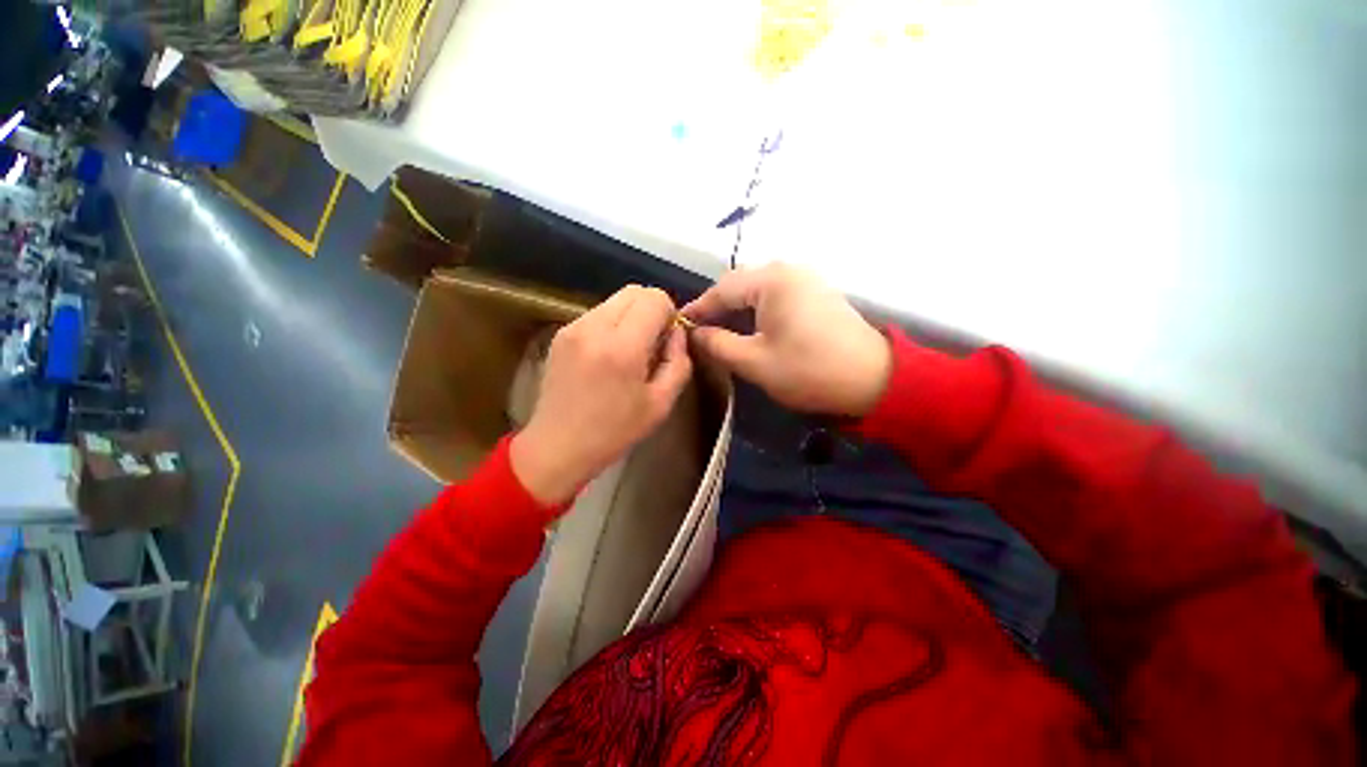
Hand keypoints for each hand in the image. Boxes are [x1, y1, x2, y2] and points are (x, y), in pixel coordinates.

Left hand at [511, 286, 692, 505]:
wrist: (558, 446)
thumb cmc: (614, 431)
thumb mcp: (661, 404)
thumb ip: (678, 362)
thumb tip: (676, 333)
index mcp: (622, 347)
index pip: (654, 298)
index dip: (669, 314)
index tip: (667, 340)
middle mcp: (594, 327)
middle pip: (634, 291)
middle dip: (651, 310)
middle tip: (652, 343)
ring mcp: (573, 327)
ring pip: (614, 301)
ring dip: (631, 317)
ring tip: (629, 352)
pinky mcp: (561, 334)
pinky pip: (597, 314)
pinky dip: (612, 325)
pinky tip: (608, 356)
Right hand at [682, 263, 890, 416]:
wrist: (872, 379)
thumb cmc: (808, 370)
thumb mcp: (754, 361)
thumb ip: (718, 344)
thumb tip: (695, 333)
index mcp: (771, 280)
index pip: (721, 290)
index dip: (698, 309)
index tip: (679, 325)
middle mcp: (788, 269)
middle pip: (740, 284)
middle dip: (717, 306)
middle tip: (698, 329)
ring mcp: (806, 278)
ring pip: (758, 288)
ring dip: (737, 307)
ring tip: (719, 328)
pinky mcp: (817, 292)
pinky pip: (776, 294)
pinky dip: (757, 308)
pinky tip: (750, 325)